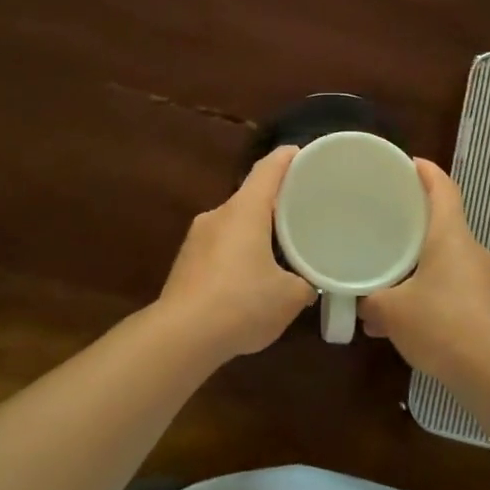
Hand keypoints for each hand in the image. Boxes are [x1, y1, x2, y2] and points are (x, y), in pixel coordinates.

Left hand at [156, 146, 314, 359]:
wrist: (181, 337)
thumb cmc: (242, 303)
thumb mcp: (289, 297)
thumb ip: (304, 284)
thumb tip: (308, 284)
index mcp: (245, 210)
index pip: (268, 169)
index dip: (286, 158)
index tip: (301, 153)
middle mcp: (218, 215)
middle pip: (249, 197)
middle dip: (273, 202)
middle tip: (299, 210)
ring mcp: (196, 239)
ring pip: (233, 225)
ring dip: (254, 232)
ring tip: (277, 248)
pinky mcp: (184, 264)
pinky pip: (219, 248)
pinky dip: (237, 254)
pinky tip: (248, 280)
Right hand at [359, 159, 489, 382]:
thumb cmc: (441, 325)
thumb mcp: (392, 311)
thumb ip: (371, 301)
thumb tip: (361, 302)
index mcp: (451, 236)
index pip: (444, 189)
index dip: (427, 171)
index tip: (409, 163)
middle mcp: (473, 250)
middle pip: (445, 223)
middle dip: (417, 222)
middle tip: (388, 223)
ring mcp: (486, 280)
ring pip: (449, 260)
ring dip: (423, 265)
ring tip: (393, 280)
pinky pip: (456, 288)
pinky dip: (434, 293)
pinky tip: (411, 320)